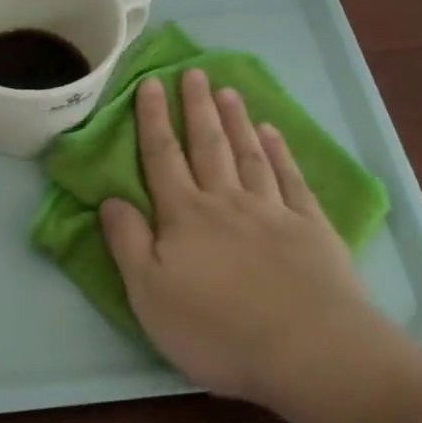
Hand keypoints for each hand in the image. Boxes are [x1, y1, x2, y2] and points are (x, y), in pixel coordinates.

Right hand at [99, 70, 371, 405]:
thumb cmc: (217, 330)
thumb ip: (127, 243)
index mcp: (185, 217)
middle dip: (196, 107)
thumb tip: (110, 199)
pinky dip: (280, 151)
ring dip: (236, 121)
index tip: (150, 83)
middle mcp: (227, 201)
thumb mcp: (149, 295)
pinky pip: (290, 178)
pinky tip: (273, 133)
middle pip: (208, 145)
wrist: (309, 350)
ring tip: (228, 92)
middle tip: (193, 72)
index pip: (162, 157)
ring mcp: (273, 210)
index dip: (153, 120)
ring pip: (249, 153)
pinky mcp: (311, 227)